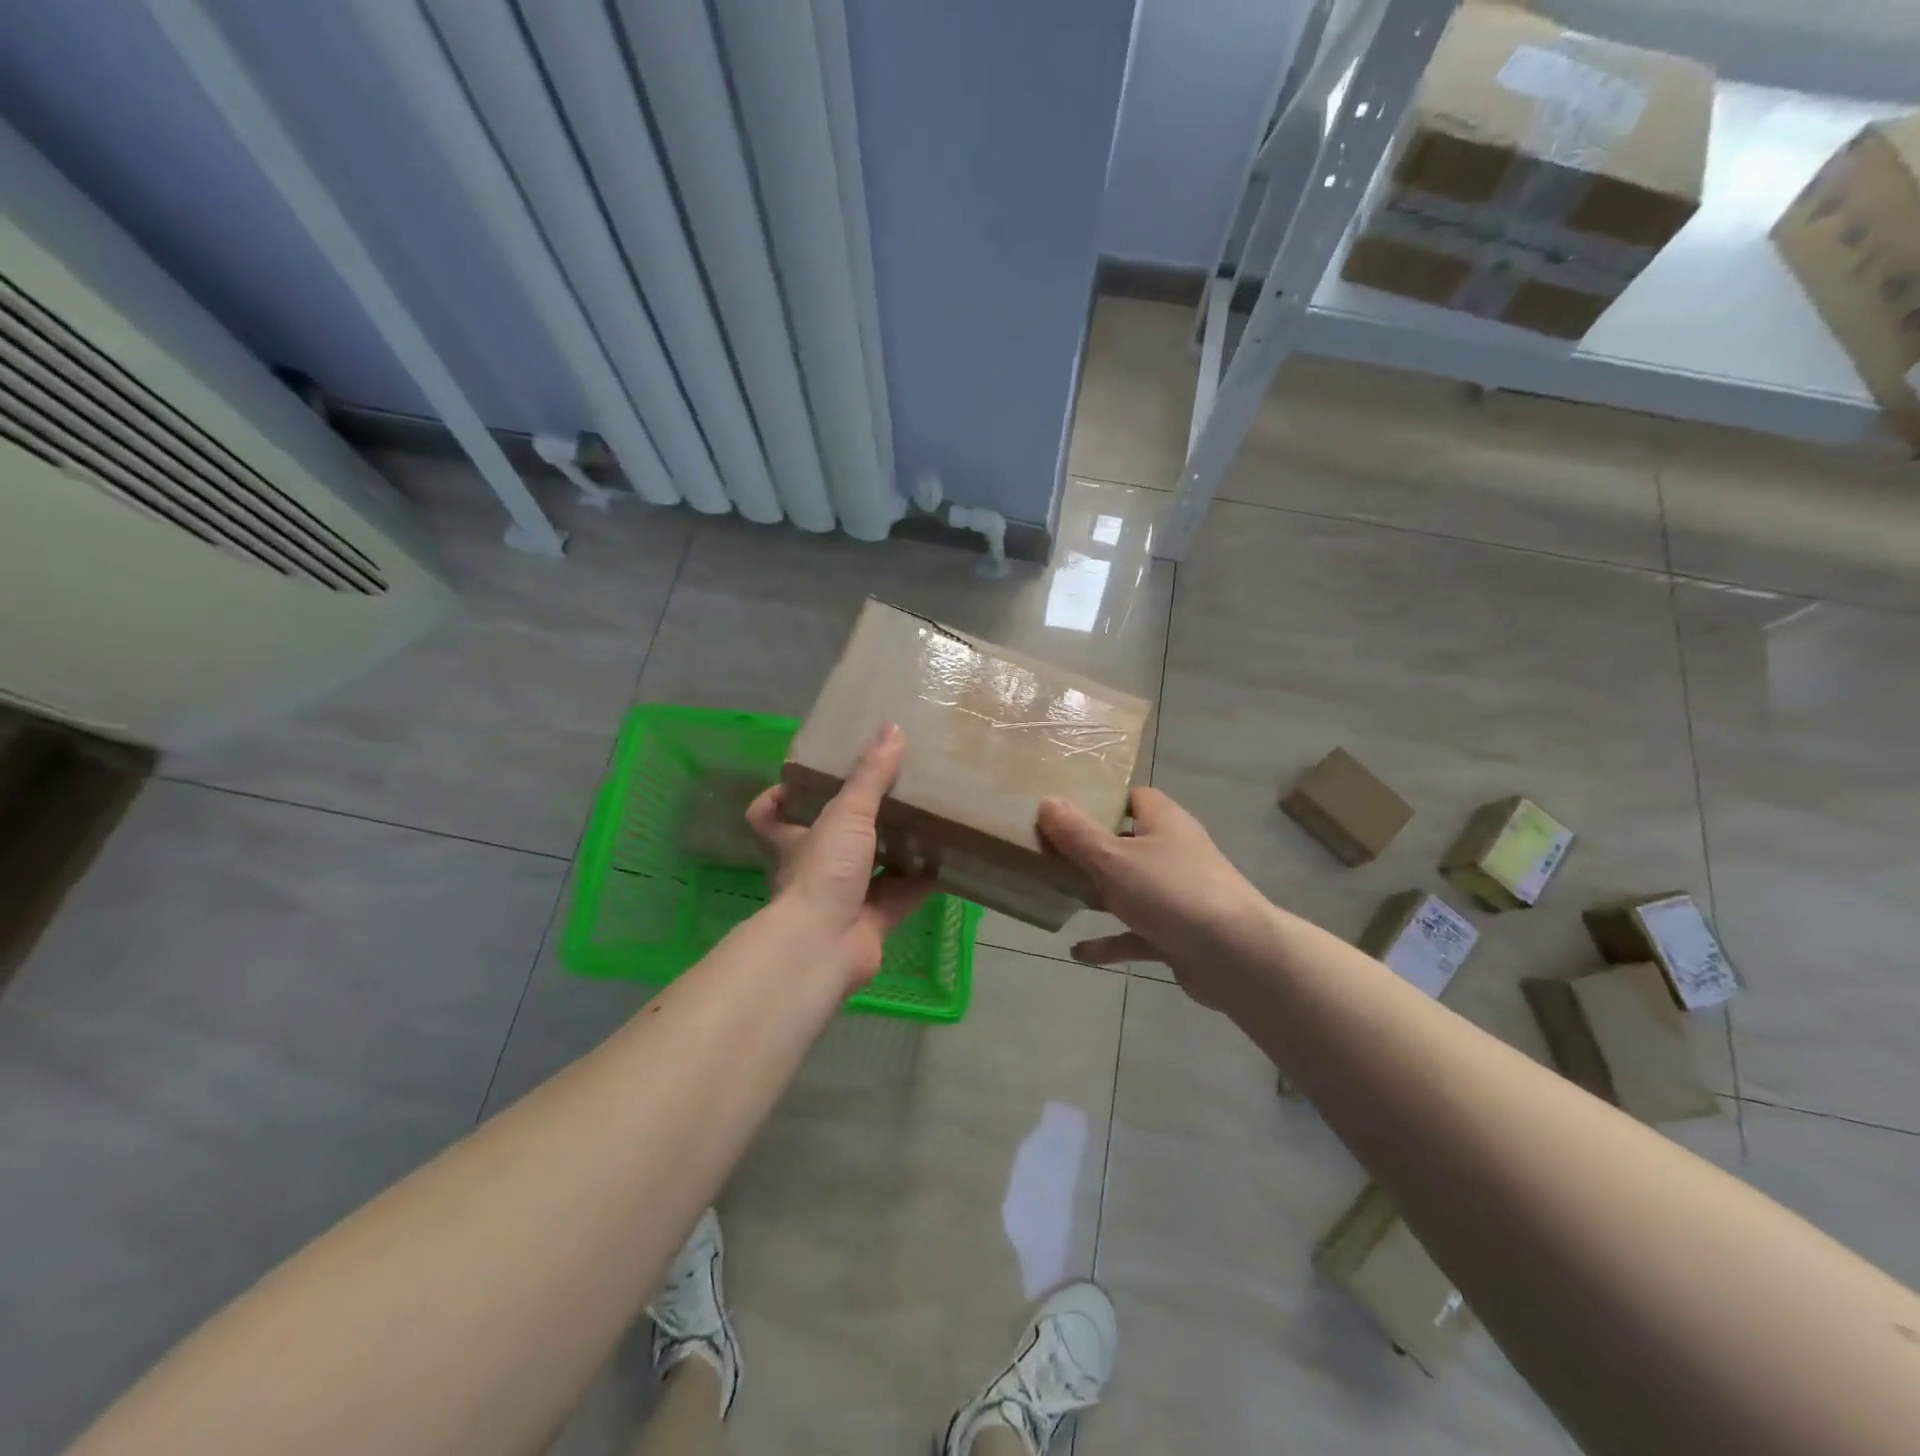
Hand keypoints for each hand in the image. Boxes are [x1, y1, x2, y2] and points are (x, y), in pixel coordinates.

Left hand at [746, 722, 934, 992]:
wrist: (825, 947)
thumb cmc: (822, 872)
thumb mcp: (846, 814)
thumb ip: (870, 775)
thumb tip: (892, 729)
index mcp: (793, 841)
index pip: (769, 815)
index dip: (779, 797)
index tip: (802, 778)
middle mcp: (813, 869)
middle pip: (829, 839)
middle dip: (856, 820)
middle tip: (888, 790)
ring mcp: (842, 899)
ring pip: (870, 868)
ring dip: (894, 849)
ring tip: (924, 818)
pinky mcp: (872, 923)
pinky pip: (901, 896)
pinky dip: (922, 881)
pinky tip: (947, 860)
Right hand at [1037, 787, 1274, 1010]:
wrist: (1237, 956)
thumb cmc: (1172, 892)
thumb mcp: (1114, 859)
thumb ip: (1078, 834)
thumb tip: (1047, 801)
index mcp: (1164, 823)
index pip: (1134, 798)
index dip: (1102, 800)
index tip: (1064, 810)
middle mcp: (1173, 853)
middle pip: (1126, 844)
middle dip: (1090, 851)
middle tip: (1048, 855)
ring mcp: (1178, 896)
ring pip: (1130, 890)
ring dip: (1098, 896)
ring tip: (1057, 896)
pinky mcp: (1178, 934)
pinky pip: (1136, 934)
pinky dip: (1110, 942)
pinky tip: (1078, 952)